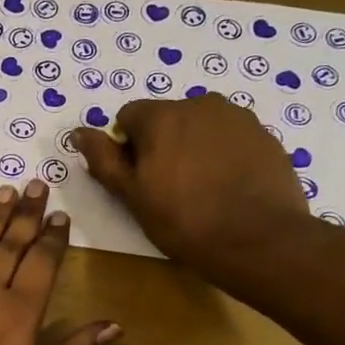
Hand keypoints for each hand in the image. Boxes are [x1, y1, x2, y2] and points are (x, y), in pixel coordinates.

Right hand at [71, 95, 310, 278]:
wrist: (257, 239)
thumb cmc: (183, 220)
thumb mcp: (132, 196)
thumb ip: (104, 160)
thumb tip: (79, 133)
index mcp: (162, 115)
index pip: (128, 117)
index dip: (127, 147)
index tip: (137, 179)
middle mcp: (200, 104)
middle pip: (167, 118)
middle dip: (161, 144)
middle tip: (167, 187)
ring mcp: (238, 117)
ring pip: (200, 126)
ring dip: (193, 147)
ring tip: (200, 188)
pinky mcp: (265, 135)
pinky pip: (230, 138)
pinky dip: (222, 155)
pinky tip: (227, 187)